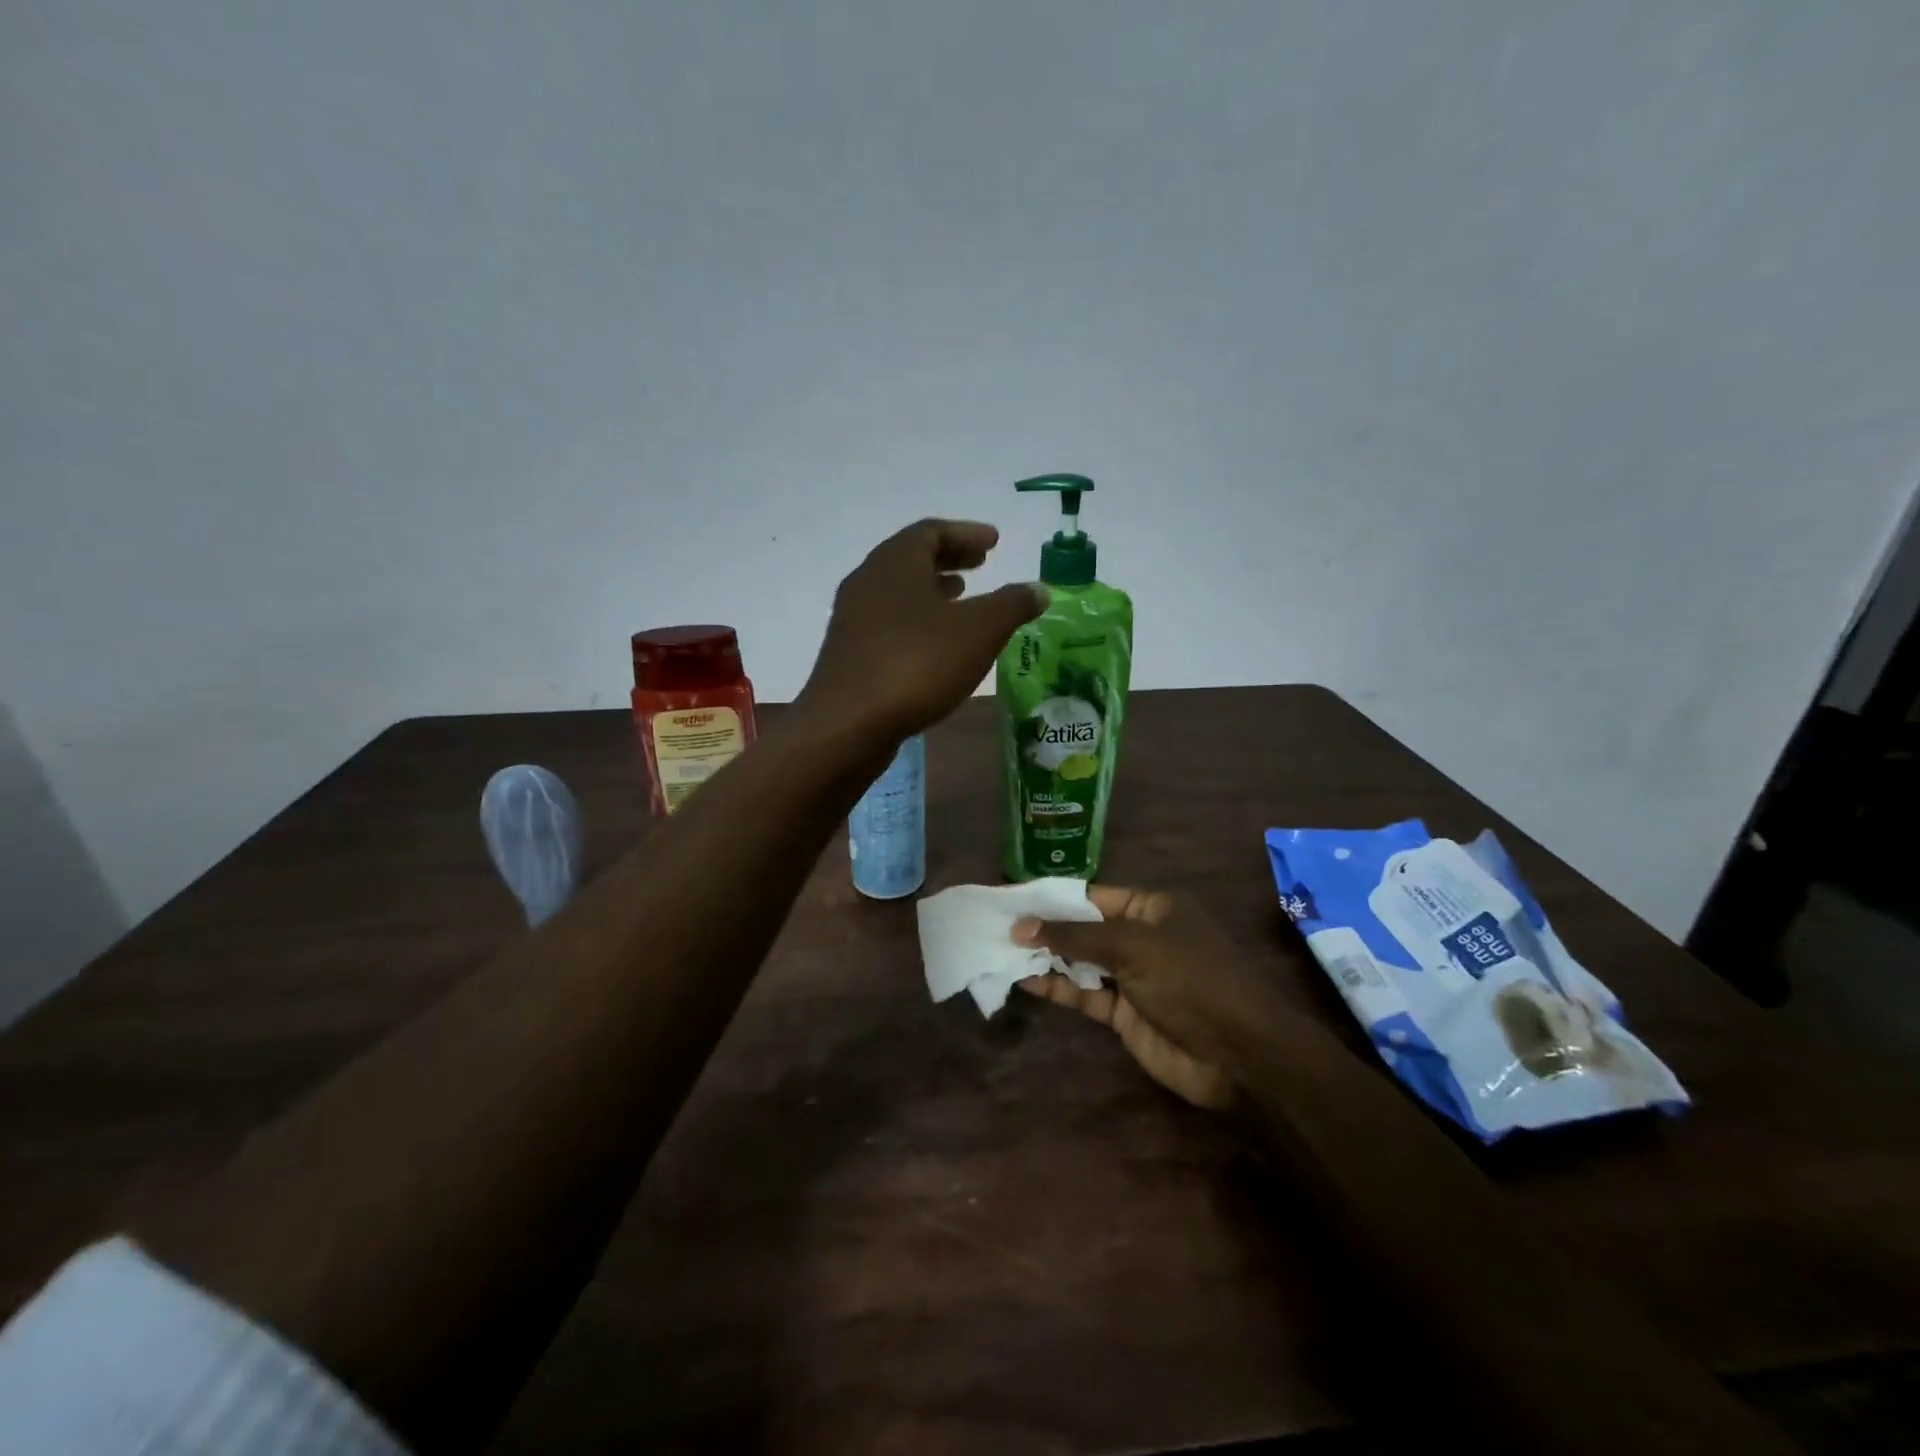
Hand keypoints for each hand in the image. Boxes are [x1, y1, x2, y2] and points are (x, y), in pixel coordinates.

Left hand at [800, 519, 1044, 741]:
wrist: (848, 724)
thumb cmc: (917, 664)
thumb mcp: (979, 631)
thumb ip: (1012, 605)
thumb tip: (1038, 589)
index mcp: (895, 563)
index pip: (931, 532)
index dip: (966, 533)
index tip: (994, 542)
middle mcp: (868, 582)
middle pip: (911, 558)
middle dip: (950, 558)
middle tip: (981, 564)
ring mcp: (853, 619)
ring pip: (898, 592)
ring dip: (932, 590)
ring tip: (963, 597)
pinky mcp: (849, 653)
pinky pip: (890, 622)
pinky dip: (917, 620)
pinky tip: (936, 644)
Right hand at [1012, 886, 1294, 1111]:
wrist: (1240, 1055)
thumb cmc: (1191, 980)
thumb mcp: (1133, 946)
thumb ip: (1075, 936)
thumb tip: (1022, 925)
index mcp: (1152, 908)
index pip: (1094, 895)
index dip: (1054, 897)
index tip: (1013, 898)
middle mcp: (1141, 937)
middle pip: (1084, 928)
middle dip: (1045, 928)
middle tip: (997, 925)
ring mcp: (1133, 977)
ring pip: (1080, 962)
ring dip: (1046, 959)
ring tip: (1000, 951)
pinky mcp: (1125, 1014)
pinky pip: (1085, 994)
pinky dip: (1057, 988)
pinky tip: (1025, 981)